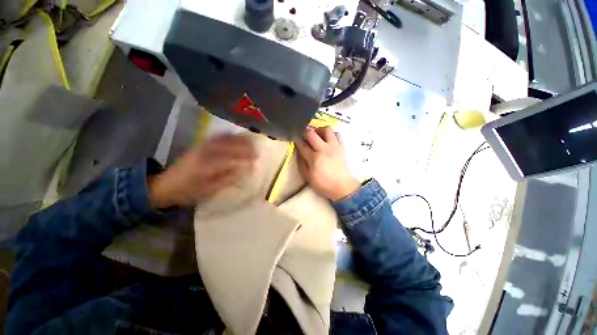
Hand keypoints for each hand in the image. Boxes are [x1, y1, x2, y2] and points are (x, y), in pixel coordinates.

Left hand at [148, 135, 256, 208]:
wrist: (165, 185)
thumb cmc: (188, 191)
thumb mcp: (208, 191)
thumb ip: (226, 179)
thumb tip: (243, 171)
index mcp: (206, 166)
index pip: (230, 160)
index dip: (244, 160)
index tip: (255, 162)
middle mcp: (204, 153)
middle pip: (228, 147)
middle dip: (245, 148)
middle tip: (257, 151)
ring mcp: (201, 146)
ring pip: (223, 140)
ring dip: (238, 140)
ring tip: (251, 141)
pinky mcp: (199, 144)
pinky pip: (216, 137)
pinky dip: (227, 135)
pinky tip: (235, 135)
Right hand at [296, 127, 360, 201]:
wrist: (343, 188)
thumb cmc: (324, 185)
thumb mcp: (308, 178)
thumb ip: (301, 164)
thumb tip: (299, 152)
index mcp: (314, 158)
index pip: (302, 144)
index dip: (297, 140)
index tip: (295, 138)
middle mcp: (324, 149)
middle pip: (312, 133)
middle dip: (305, 132)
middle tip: (305, 136)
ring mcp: (334, 146)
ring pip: (327, 129)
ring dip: (320, 130)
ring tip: (317, 136)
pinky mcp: (342, 147)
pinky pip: (337, 134)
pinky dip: (332, 134)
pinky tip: (328, 140)